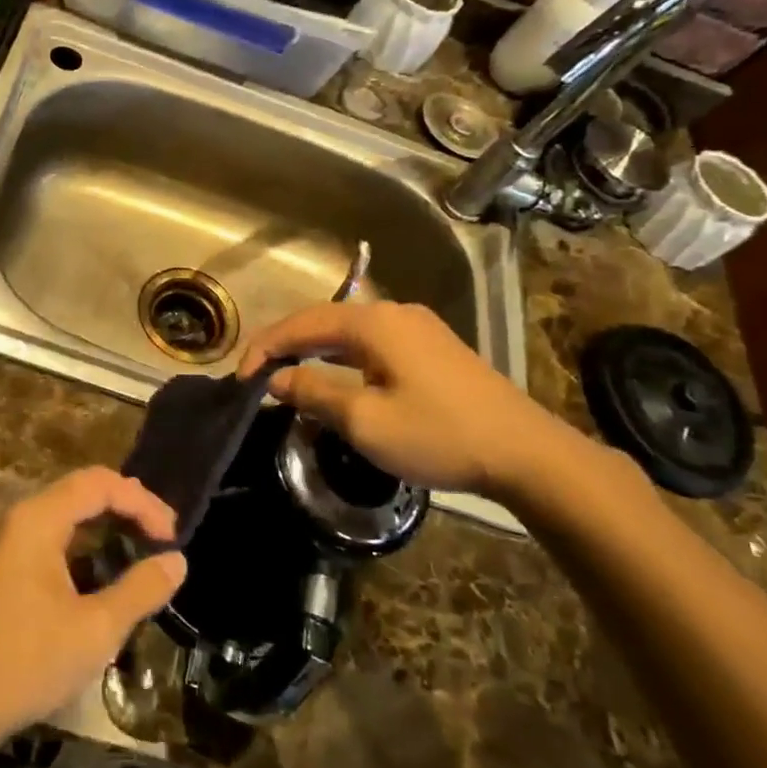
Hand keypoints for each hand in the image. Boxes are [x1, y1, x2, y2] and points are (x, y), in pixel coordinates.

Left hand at [0, 468, 186, 748]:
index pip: (99, 483)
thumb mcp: (96, 629)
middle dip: (126, 509)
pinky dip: (80, 545)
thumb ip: (141, 589)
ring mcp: (2, 542)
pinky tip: (99, 575)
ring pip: (63, 515)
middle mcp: (16, 518)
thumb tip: (177, 561)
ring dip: (104, 526)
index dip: (142, 502)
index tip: (172, 536)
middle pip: (80, 491)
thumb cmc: (26, 662)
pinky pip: (46, 537)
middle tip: (162, 539)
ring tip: (139, 552)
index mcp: (37, 519)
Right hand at [238, 301, 590, 504]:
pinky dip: (342, 358)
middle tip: (257, 375)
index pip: (302, 324)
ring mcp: (418, 329)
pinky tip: (336, 379)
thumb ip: (314, 393)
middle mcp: (394, 313)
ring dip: (314, 351)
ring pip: (349, 332)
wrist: (526, 454)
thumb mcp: (365, 420)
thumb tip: (277, 380)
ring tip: (287, 375)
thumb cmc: (438, 434)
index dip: (266, 347)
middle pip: (324, 320)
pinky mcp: (434, 348)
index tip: (240, 377)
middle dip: (286, 345)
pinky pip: (372, 344)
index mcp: (374, 323)